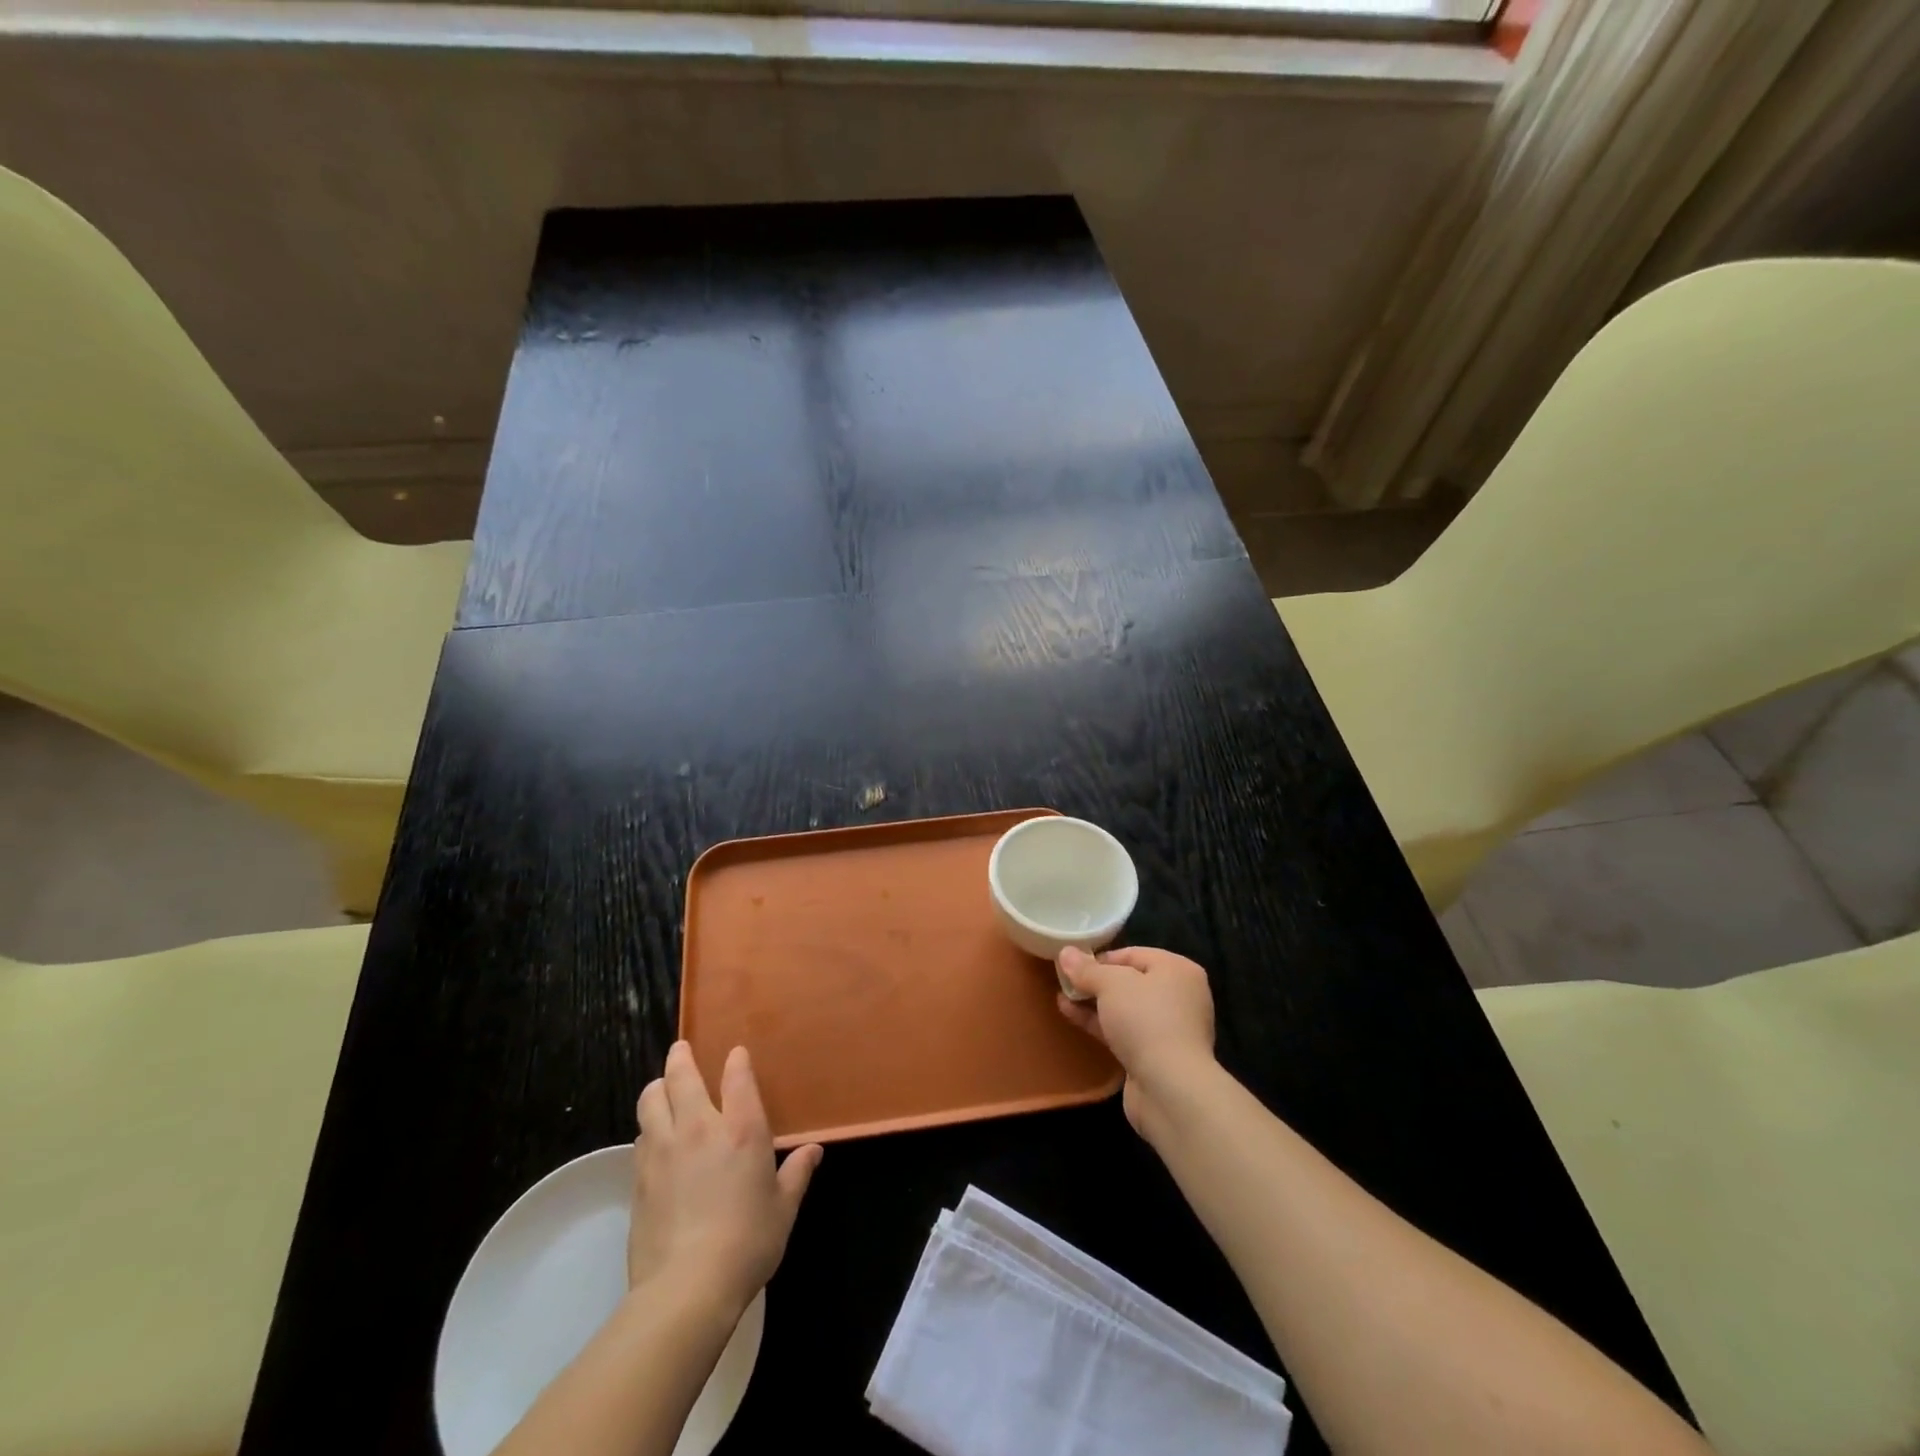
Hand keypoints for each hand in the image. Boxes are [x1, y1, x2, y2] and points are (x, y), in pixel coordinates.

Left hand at [628, 1042, 822, 1315]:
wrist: (686, 1288)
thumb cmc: (748, 1242)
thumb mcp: (783, 1208)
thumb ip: (797, 1173)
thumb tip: (814, 1151)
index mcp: (741, 1129)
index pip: (737, 1076)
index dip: (736, 1061)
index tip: (736, 1054)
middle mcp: (700, 1128)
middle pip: (682, 1077)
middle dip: (682, 1058)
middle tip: (681, 1049)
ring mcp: (664, 1150)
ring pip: (652, 1100)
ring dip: (658, 1088)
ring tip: (662, 1087)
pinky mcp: (639, 1178)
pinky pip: (641, 1136)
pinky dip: (648, 1126)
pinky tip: (652, 1136)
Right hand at [1056, 945, 1215, 1135]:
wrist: (1170, 1088)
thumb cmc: (1145, 1020)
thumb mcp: (1110, 984)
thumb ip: (1086, 968)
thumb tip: (1065, 952)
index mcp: (1178, 970)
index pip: (1134, 954)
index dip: (1101, 957)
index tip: (1074, 964)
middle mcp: (1179, 996)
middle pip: (1130, 981)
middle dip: (1096, 981)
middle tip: (1065, 980)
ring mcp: (1169, 1029)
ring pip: (1125, 1008)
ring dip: (1094, 1002)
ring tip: (1062, 996)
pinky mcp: (1156, 1056)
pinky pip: (1124, 1031)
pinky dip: (1100, 1022)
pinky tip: (1070, 1015)